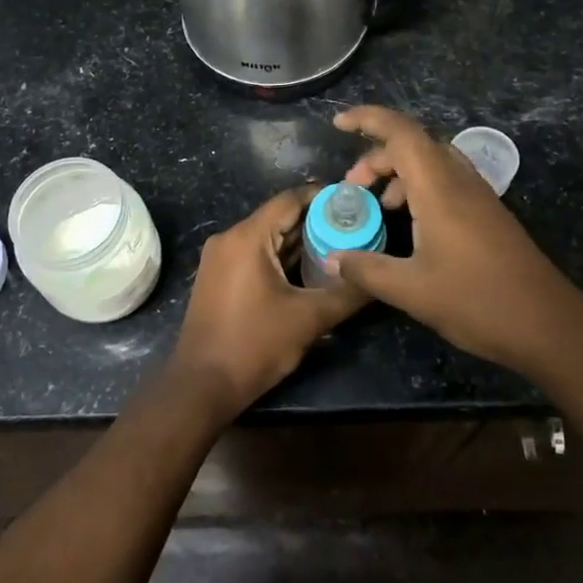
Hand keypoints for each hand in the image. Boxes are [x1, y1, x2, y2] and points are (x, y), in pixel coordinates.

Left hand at [169, 185, 366, 417]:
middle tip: (356, 227)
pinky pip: (255, 255)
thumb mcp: (309, 319)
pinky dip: (282, 257)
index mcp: (247, 237)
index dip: (324, 197)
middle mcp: (229, 238)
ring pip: (268, 238)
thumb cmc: (254, 345)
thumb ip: (347, 293)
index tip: (356, 202)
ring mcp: (220, 258)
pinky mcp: (219, 277)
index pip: (290, 199)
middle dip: (317, 222)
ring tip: (341, 246)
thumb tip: (380, 279)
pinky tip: (311, 269)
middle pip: (279, 217)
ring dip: (301, 242)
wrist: (202, 385)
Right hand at [330, 106, 582, 375]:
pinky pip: (446, 182)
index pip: (400, 132)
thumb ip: (367, 269)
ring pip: (432, 163)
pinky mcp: (488, 215)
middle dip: (376, 157)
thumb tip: (332, 258)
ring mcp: (479, 196)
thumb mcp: (411, 290)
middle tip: (352, 188)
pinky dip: (419, 190)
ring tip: (378, 207)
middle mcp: (460, 181)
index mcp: (439, 188)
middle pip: (413, 144)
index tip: (338, 124)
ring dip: (399, 174)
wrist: (549, 325)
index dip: (367, 119)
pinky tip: (410, 226)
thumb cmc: (477, 301)